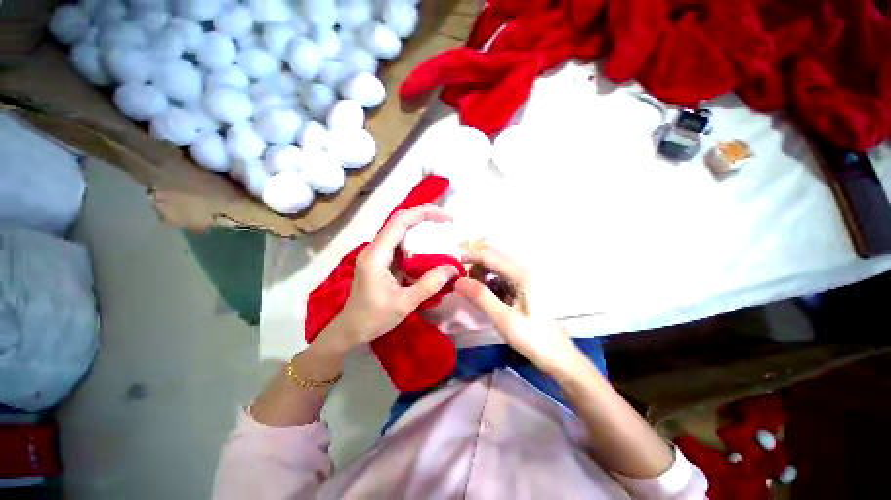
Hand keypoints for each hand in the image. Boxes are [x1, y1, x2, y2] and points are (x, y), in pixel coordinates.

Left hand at [325, 205, 460, 350]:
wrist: (351, 329)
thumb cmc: (373, 318)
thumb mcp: (405, 304)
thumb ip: (429, 285)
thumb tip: (453, 268)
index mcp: (376, 255)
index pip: (399, 221)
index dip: (424, 213)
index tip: (446, 216)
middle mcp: (375, 248)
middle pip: (400, 221)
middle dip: (425, 217)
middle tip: (448, 222)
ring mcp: (377, 254)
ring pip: (401, 231)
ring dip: (422, 228)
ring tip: (443, 232)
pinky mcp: (382, 261)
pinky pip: (401, 244)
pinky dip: (418, 242)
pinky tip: (431, 249)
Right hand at [454, 245, 582, 376]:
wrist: (556, 356)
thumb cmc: (532, 338)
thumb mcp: (503, 318)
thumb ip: (481, 296)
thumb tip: (458, 281)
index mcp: (522, 275)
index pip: (491, 256)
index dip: (471, 256)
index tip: (453, 262)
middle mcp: (524, 272)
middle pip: (494, 258)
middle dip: (476, 265)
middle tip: (461, 279)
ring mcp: (524, 280)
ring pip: (497, 268)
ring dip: (482, 274)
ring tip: (470, 289)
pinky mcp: (522, 289)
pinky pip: (501, 279)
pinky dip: (489, 283)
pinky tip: (483, 295)